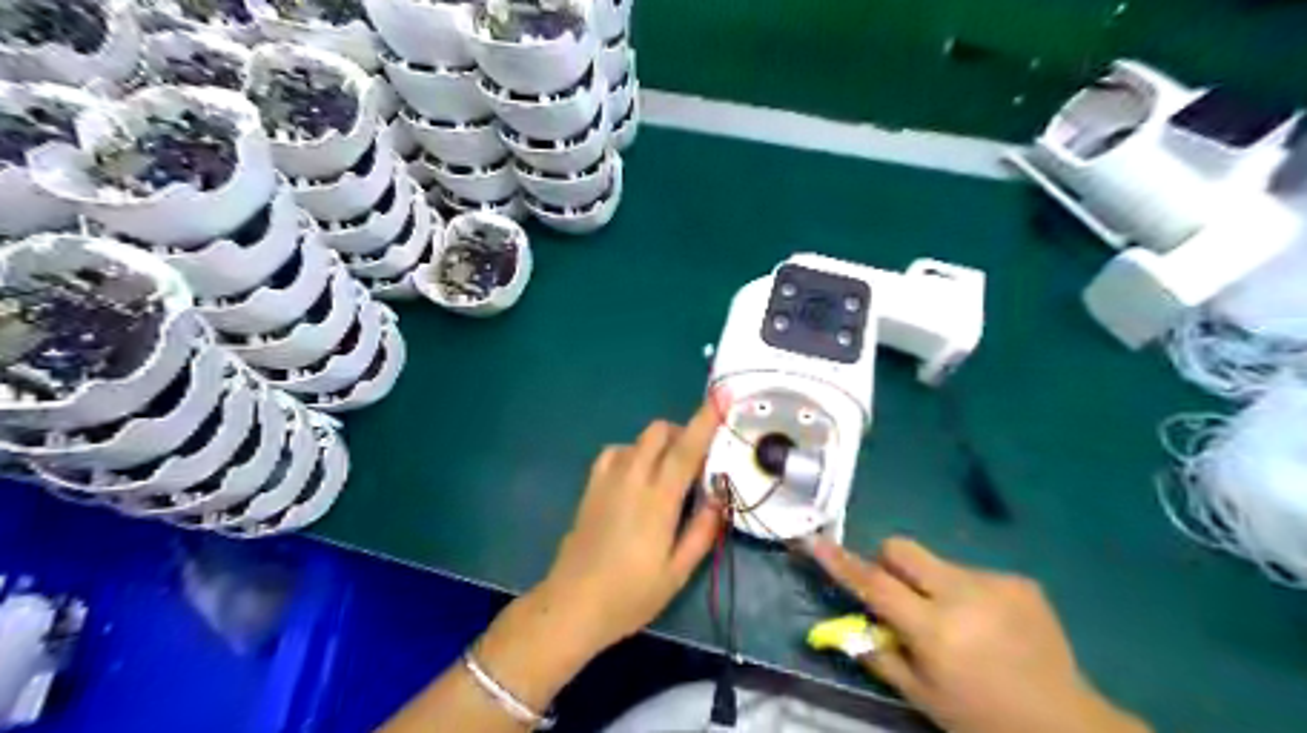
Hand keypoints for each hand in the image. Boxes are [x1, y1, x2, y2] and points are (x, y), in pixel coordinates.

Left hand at [540, 405, 724, 652]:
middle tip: (696, 462)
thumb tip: (720, 497)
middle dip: (682, 433)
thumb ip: (702, 530)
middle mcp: (632, 479)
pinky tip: (637, 477)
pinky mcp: (591, 486)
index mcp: (658, 500)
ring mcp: (607, 479)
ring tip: (667, 473)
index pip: (686, 449)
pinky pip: (616, 451)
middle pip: (659, 431)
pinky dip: (634, 453)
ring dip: (659, 443)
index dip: (706, 419)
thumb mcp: (677, 572)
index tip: (722, 394)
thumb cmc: (630, 595)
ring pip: (638, 438)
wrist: (571, 605)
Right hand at [807, 537, 1145, 732]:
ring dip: (934, 585)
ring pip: (938, 563)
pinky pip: (972, 574)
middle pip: (903, 549)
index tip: (815, 541)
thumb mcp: (922, 697)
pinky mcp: (1019, 581)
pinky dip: (968, 594)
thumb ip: (879, 655)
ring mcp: (994, 583)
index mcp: (934, 629)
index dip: (842, 562)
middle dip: (889, 563)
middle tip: (901, 597)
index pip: (875, 584)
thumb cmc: (982, 718)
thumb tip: (847, 625)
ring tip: (960, 624)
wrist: (1065, 724)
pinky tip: (991, 626)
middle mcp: (961, 595)